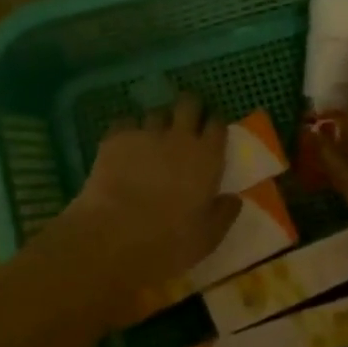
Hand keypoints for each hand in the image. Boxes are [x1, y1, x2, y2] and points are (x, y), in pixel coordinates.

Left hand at [68, 92, 240, 285]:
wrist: (113, 238)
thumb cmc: (168, 242)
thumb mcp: (207, 238)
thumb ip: (224, 214)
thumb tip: (234, 199)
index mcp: (207, 158)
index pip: (217, 124)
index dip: (214, 125)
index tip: (210, 134)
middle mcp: (179, 137)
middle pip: (188, 104)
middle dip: (188, 108)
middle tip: (184, 124)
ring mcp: (145, 134)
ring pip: (156, 112)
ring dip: (158, 123)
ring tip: (151, 140)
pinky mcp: (115, 138)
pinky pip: (125, 122)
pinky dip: (128, 131)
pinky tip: (124, 148)